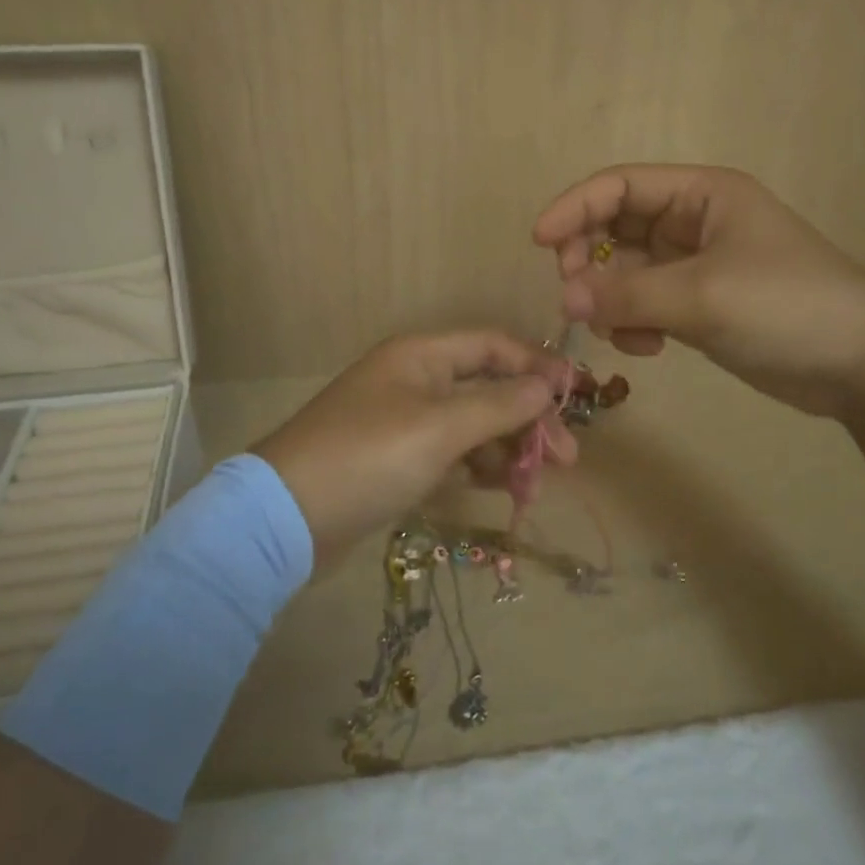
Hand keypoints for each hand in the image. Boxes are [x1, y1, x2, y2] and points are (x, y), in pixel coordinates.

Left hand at [254, 331, 570, 561]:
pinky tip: (502, 490)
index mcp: (422, 356)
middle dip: (529, 420)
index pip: (493, 346)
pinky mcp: (397, 460)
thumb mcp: (440, 428)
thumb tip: (547, 385)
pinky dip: (478, 468)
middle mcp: (415, 380)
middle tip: (566, 459)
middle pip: (488, 388)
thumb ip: (499, 405)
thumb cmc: (369, 457)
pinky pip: (451, 454)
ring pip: (472, 425)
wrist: (287, 519)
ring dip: (508, 449)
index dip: (537, 366)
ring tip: (536, 483)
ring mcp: (404, 421)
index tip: (577, 396)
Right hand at [533, 164, 864, 418]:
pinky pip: (646, 304)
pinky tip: (647, 349)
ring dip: (612, 299)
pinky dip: (635, 323)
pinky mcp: (700, 306)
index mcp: (702, 194)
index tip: (539, 243)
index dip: (575, 207)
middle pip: (616, 227)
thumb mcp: (703, 295)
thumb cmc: (787, 307)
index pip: (620, 185)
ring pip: (627, 271)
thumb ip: (627, 295)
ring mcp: (697, 266)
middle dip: (589, 259)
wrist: (863, 365)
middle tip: (574, 296)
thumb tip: (565, 300)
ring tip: (620, 331)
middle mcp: (695, 222)